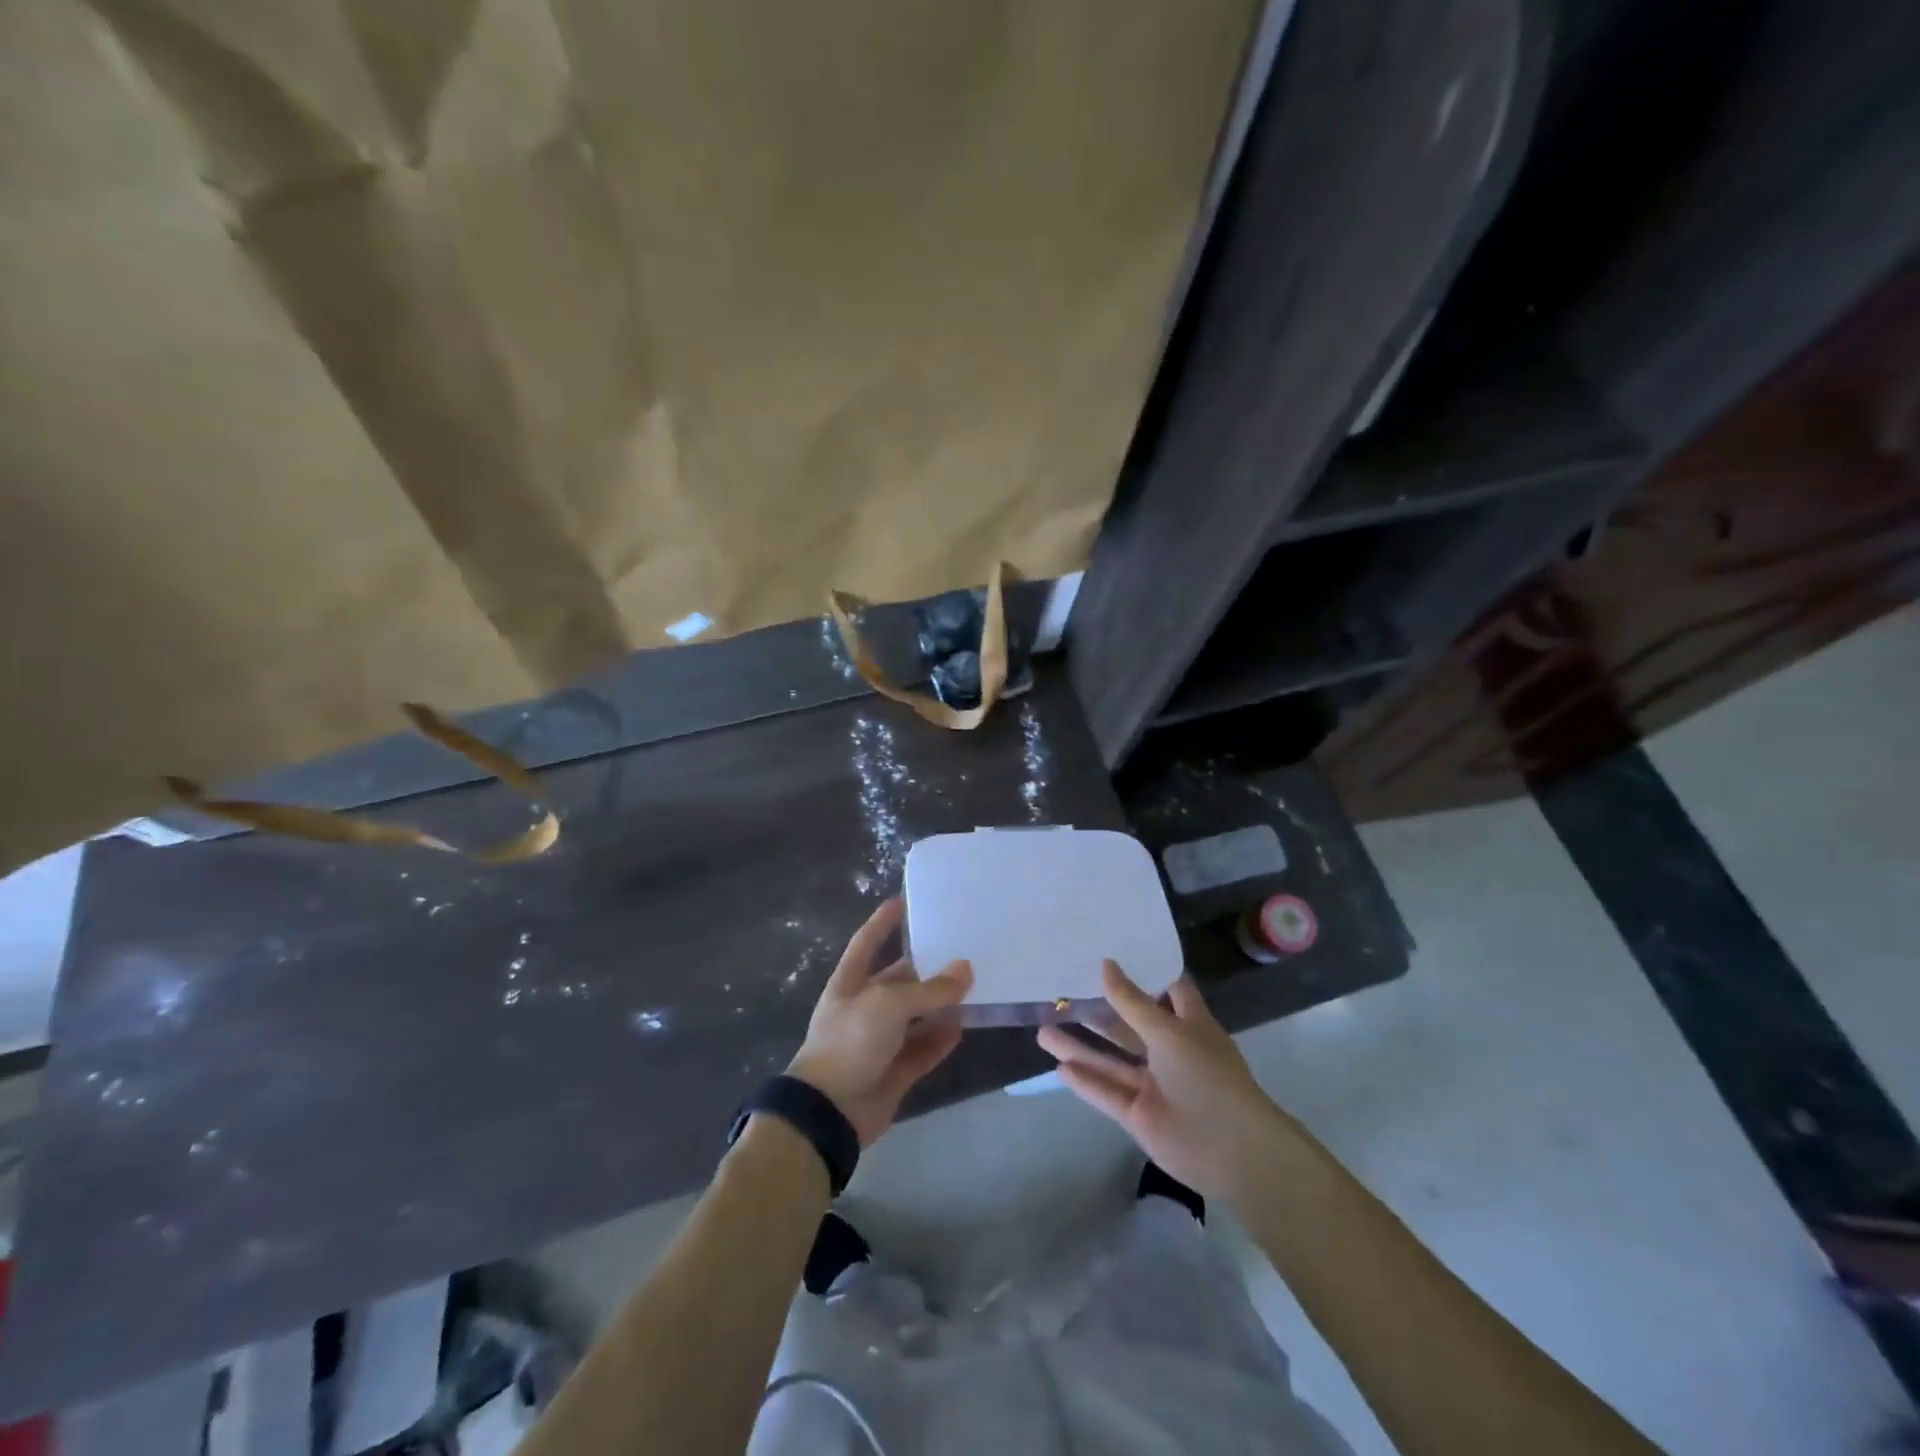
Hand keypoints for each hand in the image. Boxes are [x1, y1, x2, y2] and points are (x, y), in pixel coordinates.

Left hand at [787, 898, 972, 1146]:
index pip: (867, 942)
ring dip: (940, 1004)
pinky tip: (964, 1026)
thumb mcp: (889, 1004)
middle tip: (962, 948)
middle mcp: (864, 1007)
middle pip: (900, 979)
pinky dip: (941, 1039)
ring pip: (916, 1015)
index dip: (883, 922)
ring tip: (974, 985)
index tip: (904, 901)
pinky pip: (923, 1048)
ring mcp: (880, 1041)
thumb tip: (966, 968)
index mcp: (850, 982)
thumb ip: (930, 988)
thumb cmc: (850, 1042)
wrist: (829, 1112)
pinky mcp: (894, 1070)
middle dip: (926, 966)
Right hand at [1036, 960, 1292, 1198]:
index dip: (1143, 971)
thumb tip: (1106, 965)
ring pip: (1111, 1061)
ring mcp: (1153, 1085)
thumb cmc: (1207, 1076)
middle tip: (1063, 991)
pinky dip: (1085, 1082)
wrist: (1232, 1150)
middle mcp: (1170, 1051)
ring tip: (1043, 1030)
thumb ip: (1133, 1002)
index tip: (1112, 951)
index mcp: (1188, 1025)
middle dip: (1098, 1011)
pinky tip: (1058, 1068)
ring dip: (1079, 1047)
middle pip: (1128, 1025)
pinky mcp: (1140, 1115)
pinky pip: (1107, 1093)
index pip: (1167, 989)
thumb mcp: (1169, 1032)